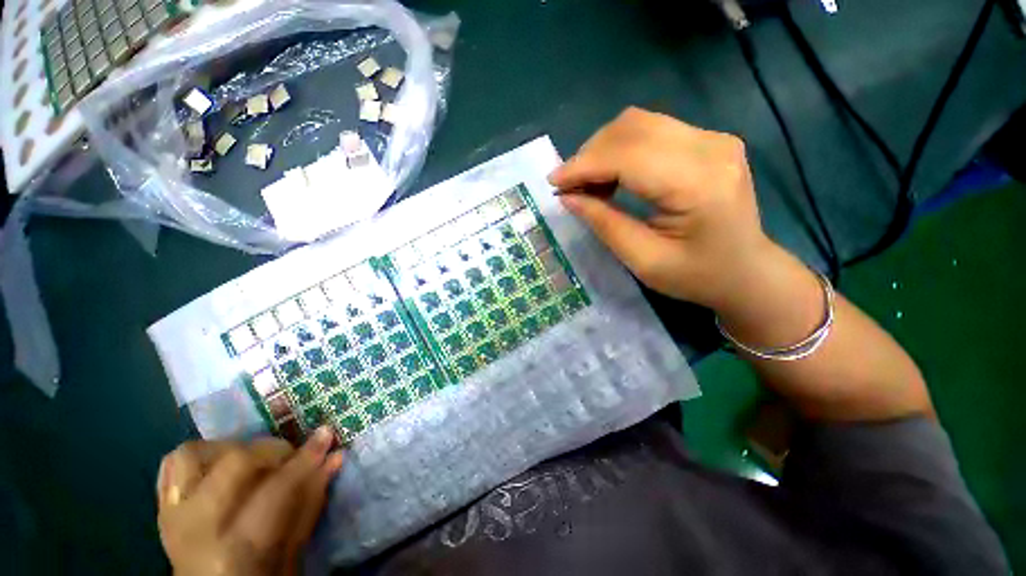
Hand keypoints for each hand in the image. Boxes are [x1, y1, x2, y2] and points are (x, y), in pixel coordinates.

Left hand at [157, 428, 343, 575]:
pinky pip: (172, 463)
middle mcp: (196, 526)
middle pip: (235, 462)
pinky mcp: (162, 506)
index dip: (306, 458)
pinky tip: (220, 464)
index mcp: (234, 549)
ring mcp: (172, 514)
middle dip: (271, 450)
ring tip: (252, 460)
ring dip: (229, 448)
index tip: (326, 434)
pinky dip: (199, 455)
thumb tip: (334, 457)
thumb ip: (310, 502)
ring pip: (194, 453)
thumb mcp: (291, 552)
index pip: (276, 489)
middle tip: (289, 457)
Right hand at [549, 107, 783, 311]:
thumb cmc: (696, 276)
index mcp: (699, 184)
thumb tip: (567, 196)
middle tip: (569, 186)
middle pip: (632, 128)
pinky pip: (652, 130)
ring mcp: (714, 138)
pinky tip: (611, 174)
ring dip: (603, 149)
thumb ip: (604, 224)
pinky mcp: (709, 140)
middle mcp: (711, 147)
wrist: (747, 271)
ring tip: (587, 182)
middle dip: (590, 154)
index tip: (553, 182)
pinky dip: (621, 148)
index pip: (628, 156)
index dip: (584, 166)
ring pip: (639, 123)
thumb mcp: (643, 260)